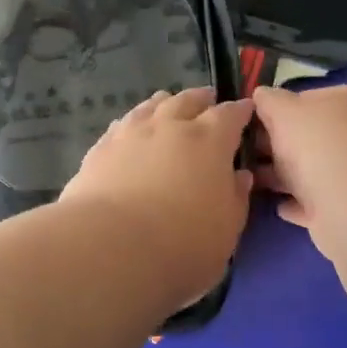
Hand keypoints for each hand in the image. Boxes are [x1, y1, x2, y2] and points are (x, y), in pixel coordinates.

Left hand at [61, 88, 254, 308]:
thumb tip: (240, 176)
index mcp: (209, 140)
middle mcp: (170, 126)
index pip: (230, 115)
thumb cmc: (182, 244)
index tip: (245, 109)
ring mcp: (131, 133)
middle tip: (207, 100)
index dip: (240, 111)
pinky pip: (122, 124)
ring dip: (164, 104)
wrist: (110, 248)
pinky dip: (134, 123)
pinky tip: (131, 130)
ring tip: (168, 105)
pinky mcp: (101, 148)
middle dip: (201, 99)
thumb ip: (236, 198)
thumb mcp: (227, 229)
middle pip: (188, 100)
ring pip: (151, 106)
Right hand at [250, 84, 346, 245]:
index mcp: (346, 102)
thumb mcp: (283, 109)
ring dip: (282, 174)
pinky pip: (315, 203)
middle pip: (308, 136)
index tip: (250, 122)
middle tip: (243, 151)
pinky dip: (297, 203)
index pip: (306, 99)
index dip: (276, 109)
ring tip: (250, 178)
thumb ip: (269, 101)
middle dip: (276, 144)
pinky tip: (277, 205)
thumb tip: (262, 96)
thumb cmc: (318, 143)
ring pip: (310, 170)